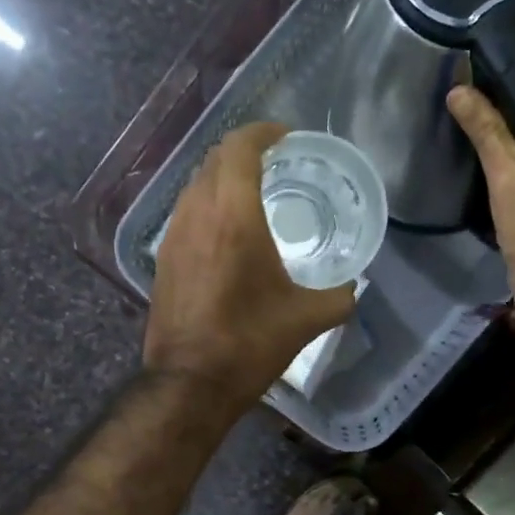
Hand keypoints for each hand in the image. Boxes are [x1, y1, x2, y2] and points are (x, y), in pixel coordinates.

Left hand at [144, 122, 355, 407]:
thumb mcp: (308, 318)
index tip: (287, 137)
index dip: (264, 132)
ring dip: (222, 178)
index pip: (240, 147)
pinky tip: (227, 233)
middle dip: (244, 151)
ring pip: (195, 185)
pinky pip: (186, 212)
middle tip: (276, 163)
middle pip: (215, 159)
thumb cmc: (250, 343)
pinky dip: (208, 206)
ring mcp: (174, 235)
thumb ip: (339, 296)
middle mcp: (197, 213)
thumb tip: (351, 287)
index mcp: (234, 215)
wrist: (189, 382)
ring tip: (252, 195)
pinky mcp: (163, 258)